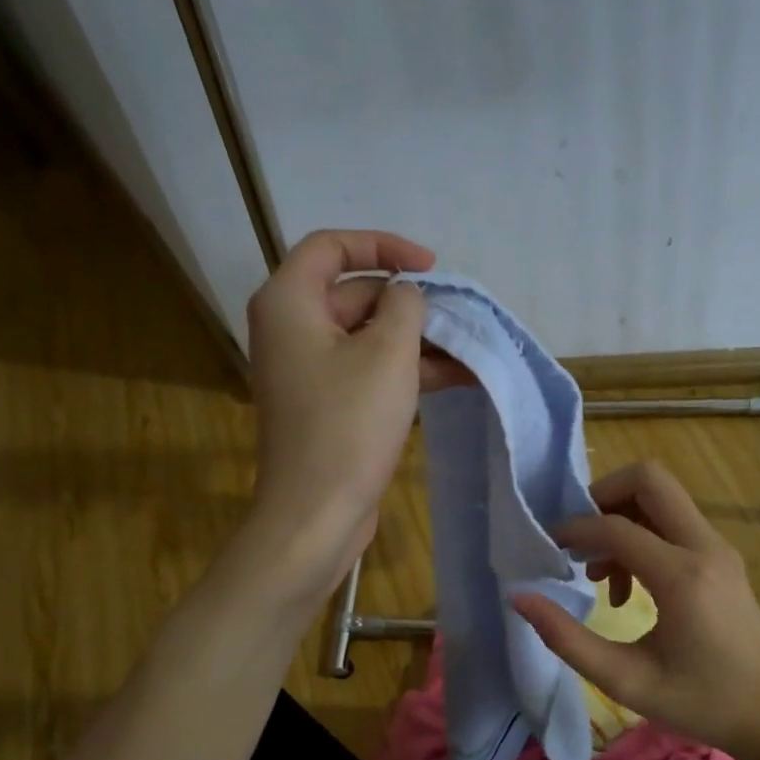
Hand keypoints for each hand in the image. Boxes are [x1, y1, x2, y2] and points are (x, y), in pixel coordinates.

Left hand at [244, 229, 463, 599]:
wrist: (316, 513)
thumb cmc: (348, 425)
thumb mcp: (388, 352)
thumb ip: (404, 305)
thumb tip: (405, 296)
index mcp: (289, 302)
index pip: (332, 246)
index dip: (384, 246)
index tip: (429, 266)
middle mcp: (291, 329)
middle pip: (354, 293)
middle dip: (410, 305)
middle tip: (459, 319)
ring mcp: (307, 370)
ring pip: (367, 337)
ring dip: (417, 342)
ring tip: (471, 352)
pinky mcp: (325, 405)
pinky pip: (366, 371)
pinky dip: (405, 371)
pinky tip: (456, 379)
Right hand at [511, 462, 759, 759]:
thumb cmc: (700, 703)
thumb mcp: (625, 680)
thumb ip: (567, 639)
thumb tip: (521, 598)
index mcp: (682, 576)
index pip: (615, 526)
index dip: (573, 531)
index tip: (548, 551)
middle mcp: (704, 547)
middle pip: (649, 479)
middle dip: (603, 494)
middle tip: (578, 538)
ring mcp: (718, 548)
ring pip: (662, 496)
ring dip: (621, 517)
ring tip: (600, 574)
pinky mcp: (721, 557)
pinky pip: (674, 522)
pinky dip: (641, 535)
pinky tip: (627, 586)